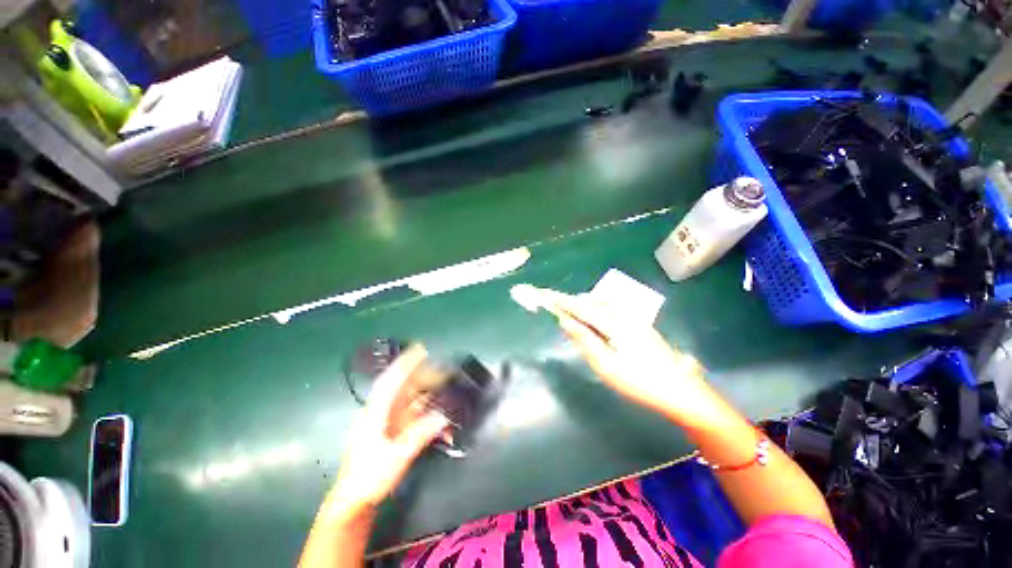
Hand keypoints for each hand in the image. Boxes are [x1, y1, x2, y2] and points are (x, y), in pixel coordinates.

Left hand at [328, 345, 448, 517]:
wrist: (354, 500)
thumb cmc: (369, 477)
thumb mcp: (395, 457)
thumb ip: (419, 435)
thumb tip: (443, 416)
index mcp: (375, 413)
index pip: (390, 381)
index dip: (405, 363)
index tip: (420, 349)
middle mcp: (382, 411)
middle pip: (403, 386)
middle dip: (423, 375)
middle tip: (443, 368)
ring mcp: (388, 421)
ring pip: (410, 398)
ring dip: (427, 391)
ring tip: (444, 383)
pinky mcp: (394, 430)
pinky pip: (413, 413)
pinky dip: (426, 410)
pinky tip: (439, 411)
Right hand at [549, 291, 722, 426]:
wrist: (681, 390)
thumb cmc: (639, 381)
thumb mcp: (606, 364)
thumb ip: (584, 339)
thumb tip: (565, 321)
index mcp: (613, 322)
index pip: (580, 306)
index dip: (561, 300)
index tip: (545, 294)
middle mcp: (623, 314)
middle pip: (590, 302)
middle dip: (571, 302)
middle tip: (554, 306)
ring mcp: (633, 318)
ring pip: (601, 305)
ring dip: (584, 306)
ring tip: (570, 313)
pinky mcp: (638, 324)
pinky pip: (611, 310)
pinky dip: (596, 310)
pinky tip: (594, 320)